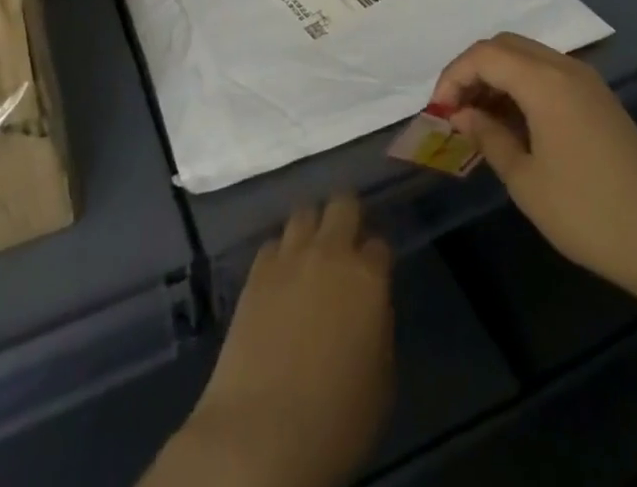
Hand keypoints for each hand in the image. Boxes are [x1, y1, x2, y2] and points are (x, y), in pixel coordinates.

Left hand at [182, 195, 393, 486]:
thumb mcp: (380, 381)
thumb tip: (368, 309)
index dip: (377, 259)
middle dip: (347, 216)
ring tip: (310, 253)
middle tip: (345, 242)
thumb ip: (378, 328)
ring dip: (311, 228)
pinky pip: (273, 244)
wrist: (264, 431)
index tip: (374, 274)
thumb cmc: (337, 420)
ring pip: (304, 213)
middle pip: (343, 204)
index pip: (380, 246)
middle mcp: (330, 253)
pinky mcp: (256, 272)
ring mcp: (289, 258)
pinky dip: (281, 255)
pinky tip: (280, 278)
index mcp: (368, 278)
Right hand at [430, 33, 636, 306]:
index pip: (483, 55)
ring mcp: (587, 82)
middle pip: (505, 46)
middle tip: (456, 111)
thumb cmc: (590, 213)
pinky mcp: (600, 100)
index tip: (438, 112)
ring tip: (480, 120)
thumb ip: (489, 138)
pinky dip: (522, 86)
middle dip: (473, 71)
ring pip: (527, 57)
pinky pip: (549, 74)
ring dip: (498, 77)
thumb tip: (462, 115)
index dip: (453, 76)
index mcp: (544, 81)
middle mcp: (565, 68)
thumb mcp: (526, 181)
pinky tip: (515, 125)